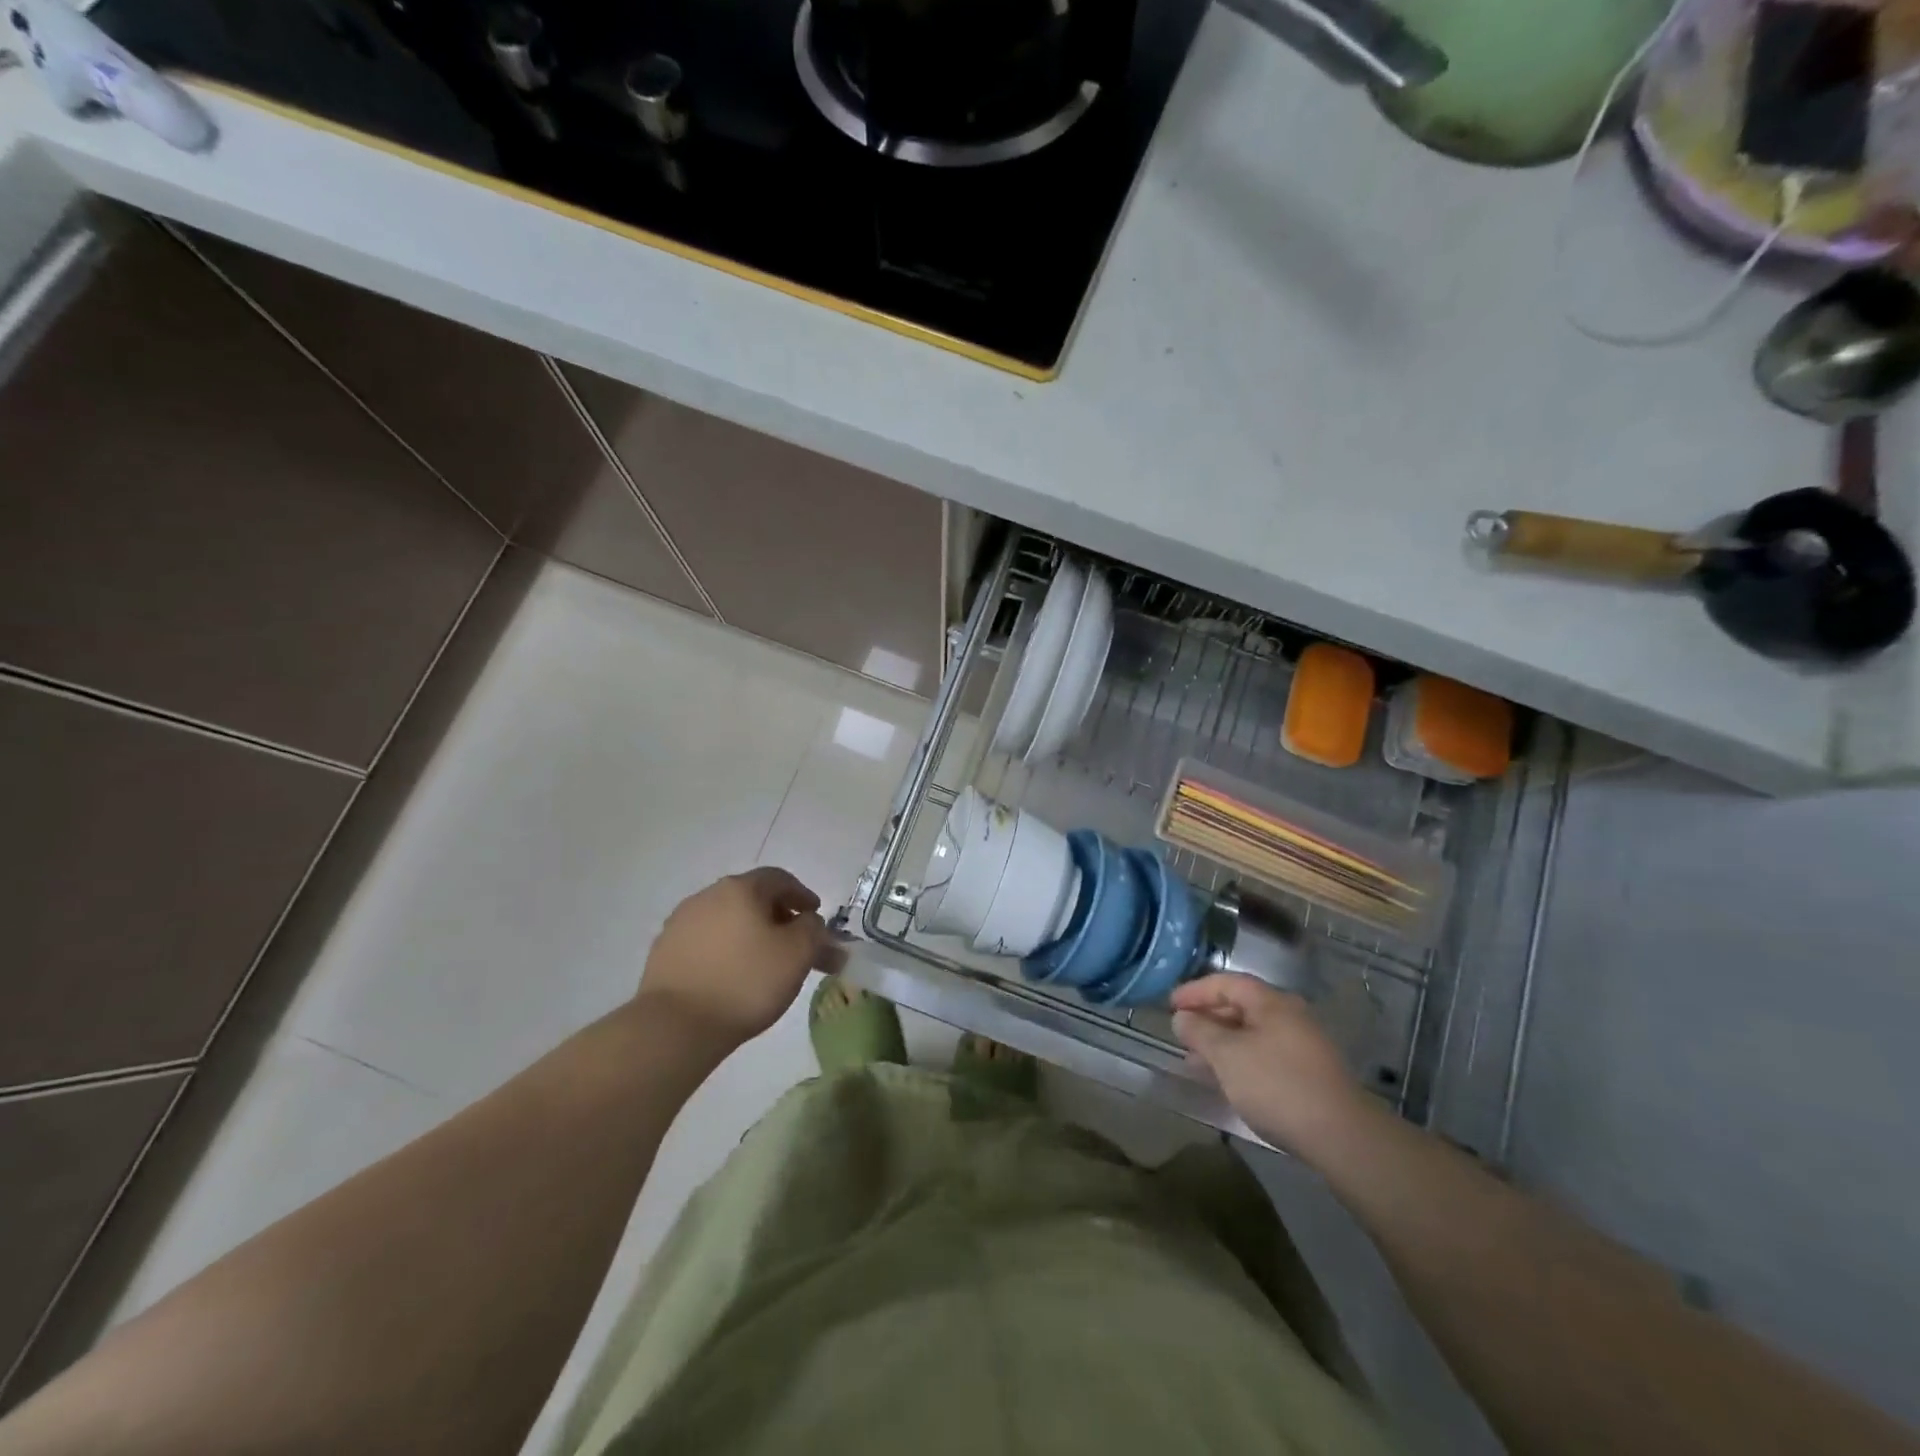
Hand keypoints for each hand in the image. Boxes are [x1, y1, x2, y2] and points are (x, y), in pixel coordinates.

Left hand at [638, 868, 841, 1047]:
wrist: (676, 1026)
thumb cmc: (747, 982)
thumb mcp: (798, 954)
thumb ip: (813, 930)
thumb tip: (808, 922)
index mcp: (740, 889)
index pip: (779, 879)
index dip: (802, 895)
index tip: (815, 915)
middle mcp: (707, 896)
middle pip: (751, 898)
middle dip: (778, 917)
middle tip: (794, 943)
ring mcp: (680, 923)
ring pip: (727, 920)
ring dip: (750, 934)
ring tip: (764, 963)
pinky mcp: (664, 952)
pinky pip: (706, 942)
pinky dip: (725, 950)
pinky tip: (732, 975)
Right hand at [1170, 974, 1375, 1164]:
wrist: (1342, 1137)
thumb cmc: (1277, 1085)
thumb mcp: (1227, 1055)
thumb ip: (1200, 1032)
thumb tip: (1182, 1017)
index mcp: (1271, 1002)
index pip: (1226, 982)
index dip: (1195, 991)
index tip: (1170, 1005)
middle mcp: (1289, 1016)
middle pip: (1241, 1006)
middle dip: (1208, 1017)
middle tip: (1181, 1033)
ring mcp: (1302, 1045)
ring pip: (1251, 1034)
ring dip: (1222, 1042)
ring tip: (1195, 1060)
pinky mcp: (1308, 1074)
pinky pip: (1264, 1054)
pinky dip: (1240, 1060)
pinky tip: (1226, 1080)